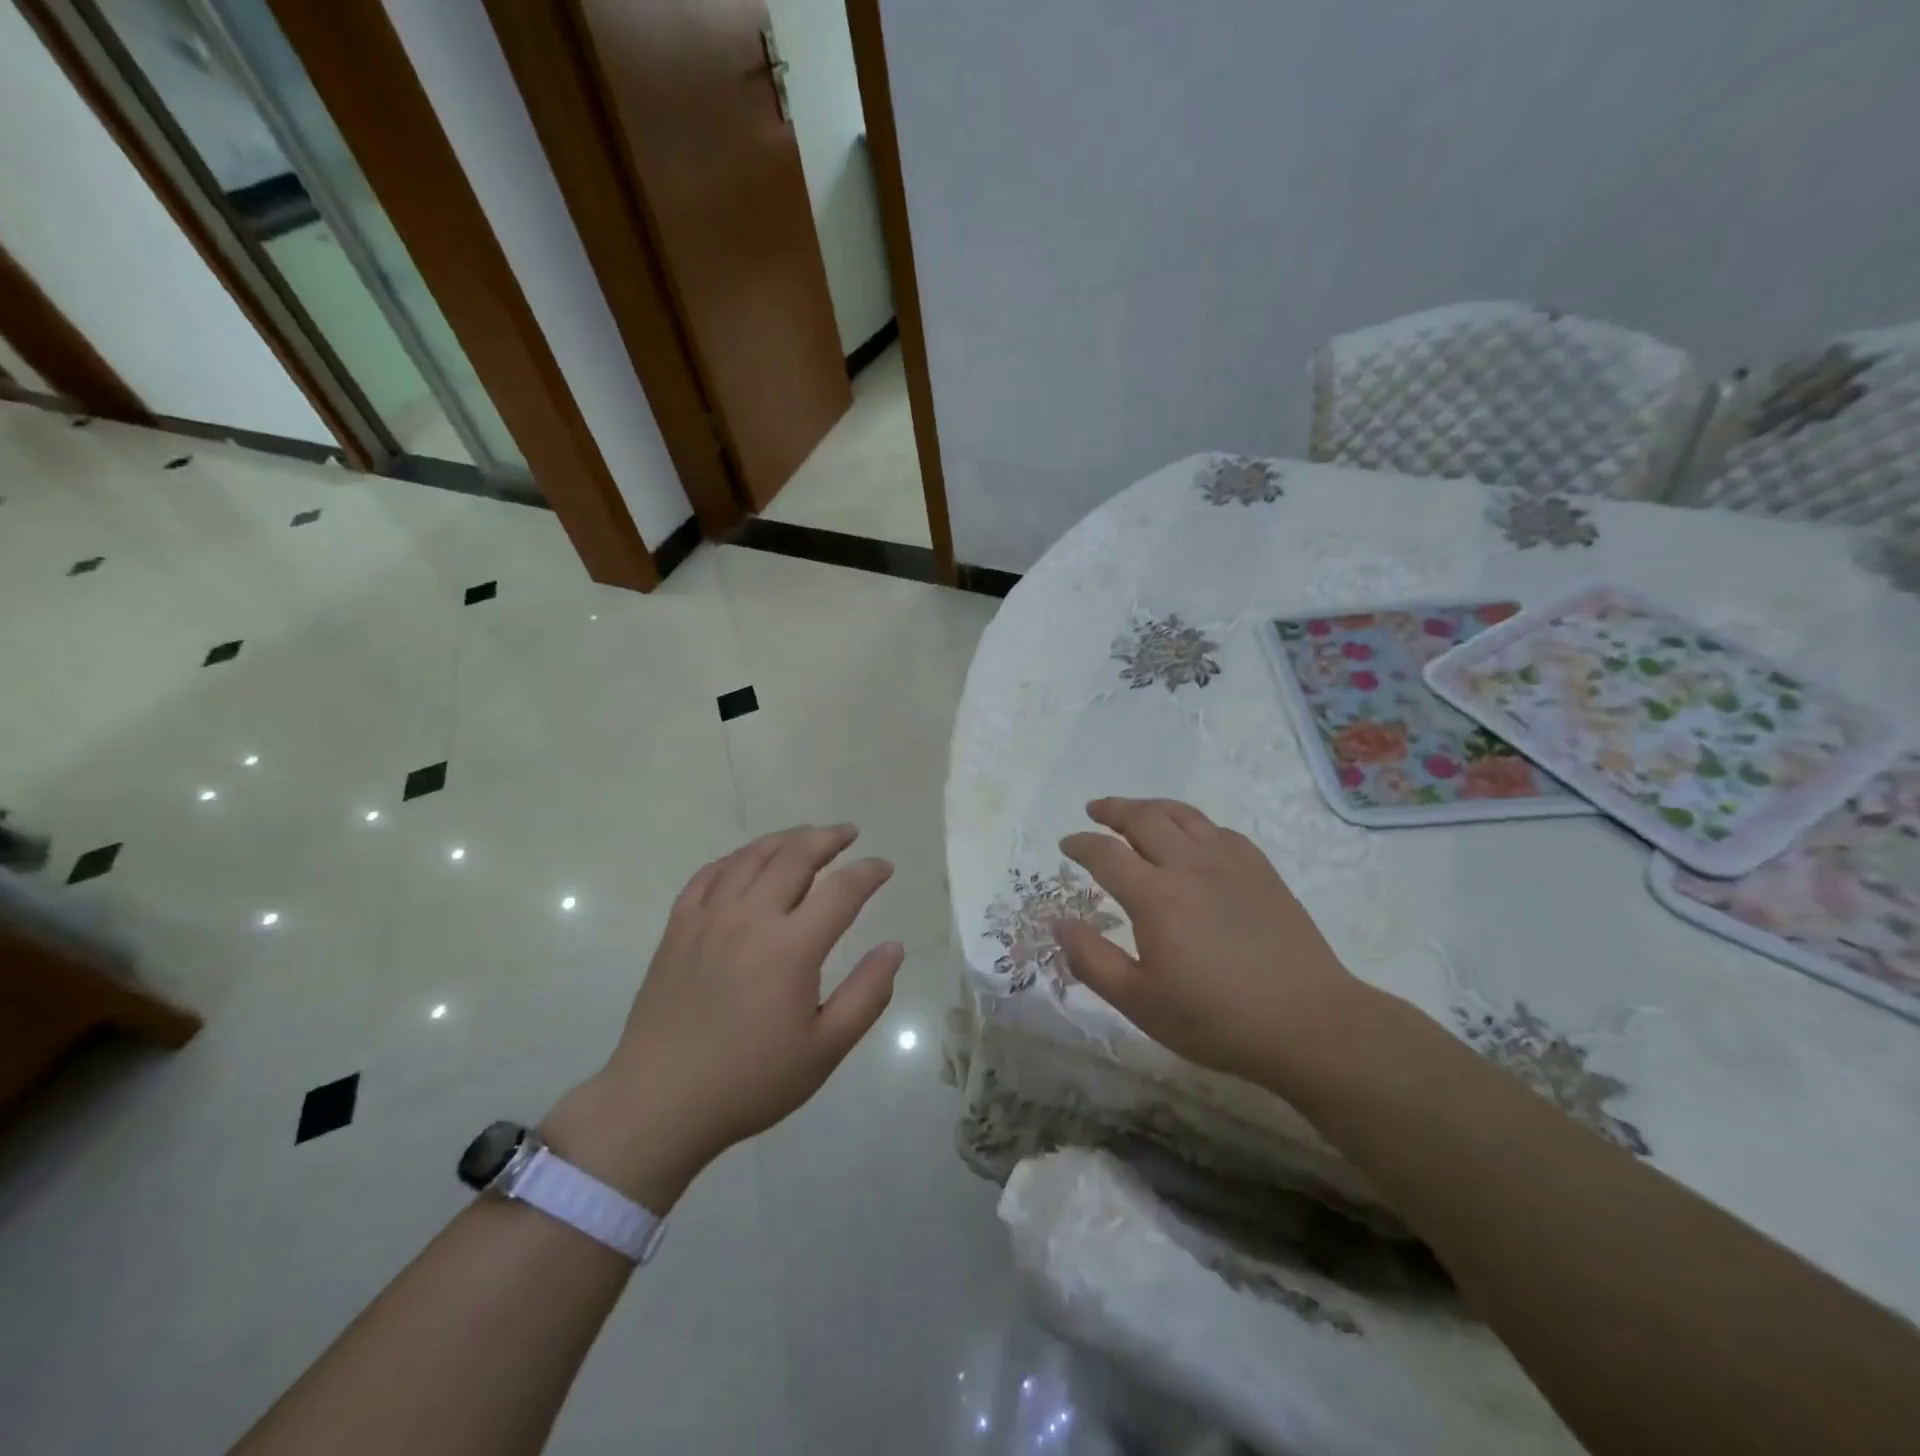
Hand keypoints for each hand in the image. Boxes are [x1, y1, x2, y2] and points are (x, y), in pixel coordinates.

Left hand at [545, 826, 902, 1210]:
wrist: (659, 1102)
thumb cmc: (751, 1080)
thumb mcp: (825, 1049)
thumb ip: (867, 994)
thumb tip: (894, 947)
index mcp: (792, 947)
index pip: (842, 890)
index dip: (868, 872)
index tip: (884, 867)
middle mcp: (752, 917)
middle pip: (796, 856)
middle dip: (828, 838)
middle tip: (848, 833)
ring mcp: (709, 918)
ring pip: (751, 857)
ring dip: (785, 839)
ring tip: (805, 837)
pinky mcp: (678, 928)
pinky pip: (708, 875)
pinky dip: (735, 859)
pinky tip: (746, 861)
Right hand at [1057, 798, 1370, 1093]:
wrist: (1308, 1022)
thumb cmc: (1216, 1019)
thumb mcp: (1139, 1003)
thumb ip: (1092, 960)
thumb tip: (1058, 922)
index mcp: (1155, 896)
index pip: (1106, 854)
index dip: (1081, 844)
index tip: (1067, 844)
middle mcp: (1189, 865)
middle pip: (1144, 819)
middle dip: (1113, 810)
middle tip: (1095, 810)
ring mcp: (1230, 862)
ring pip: (1182, 815)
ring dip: (1151, 807)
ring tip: (1134, 810)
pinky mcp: (1260, 870)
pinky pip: (1218, 830)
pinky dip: (1192, 823)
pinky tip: (1191, 836)